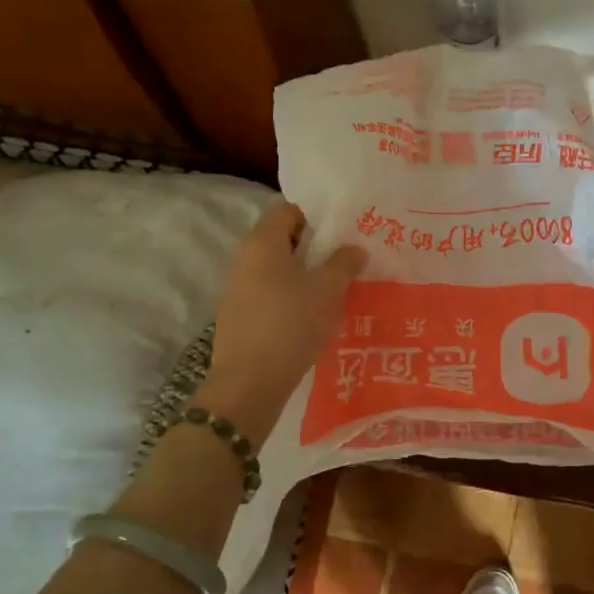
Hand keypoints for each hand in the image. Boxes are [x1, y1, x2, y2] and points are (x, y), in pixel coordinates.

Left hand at [195, 202, 366, 439]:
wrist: (249, 383)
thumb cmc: (291, 323)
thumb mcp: (328, 290)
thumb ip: (344, 263)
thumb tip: (355, 248)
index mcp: (263, 244)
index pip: (287, 210)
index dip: (316, 215)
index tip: (343, 229)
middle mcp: (245, 261)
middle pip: (283, 241)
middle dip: (315, 247)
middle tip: (347, 259)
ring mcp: (238, 292)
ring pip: (278, 271)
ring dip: (305, 276)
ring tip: (336, 290)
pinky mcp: (241, 320)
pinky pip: (271, 297)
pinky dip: (292, 299)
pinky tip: (314, 317)